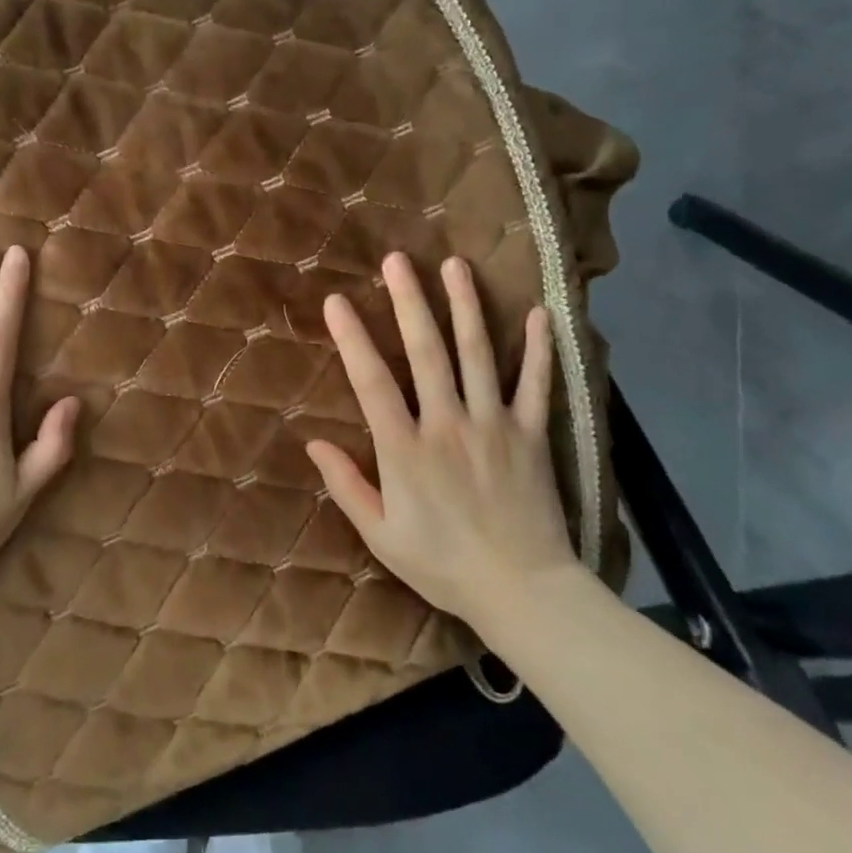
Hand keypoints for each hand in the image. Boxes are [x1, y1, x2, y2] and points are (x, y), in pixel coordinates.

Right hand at [304, 253, 578, 651]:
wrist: (523, 592)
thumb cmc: (443, 565)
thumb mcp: (381, 535)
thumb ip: (347, 486)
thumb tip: (313, 443)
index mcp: (405, 449)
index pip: (372, 381)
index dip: (352, 337)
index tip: (337, 301)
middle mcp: (448, 424)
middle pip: (426, 352)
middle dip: (410, 302)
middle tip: (398, 260)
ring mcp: (494, 425)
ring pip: (478, 355)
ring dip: (465, 306)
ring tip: (455, 265)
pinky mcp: (532, 435)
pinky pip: (537, 385)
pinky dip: (538, 349)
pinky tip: (536, 312)